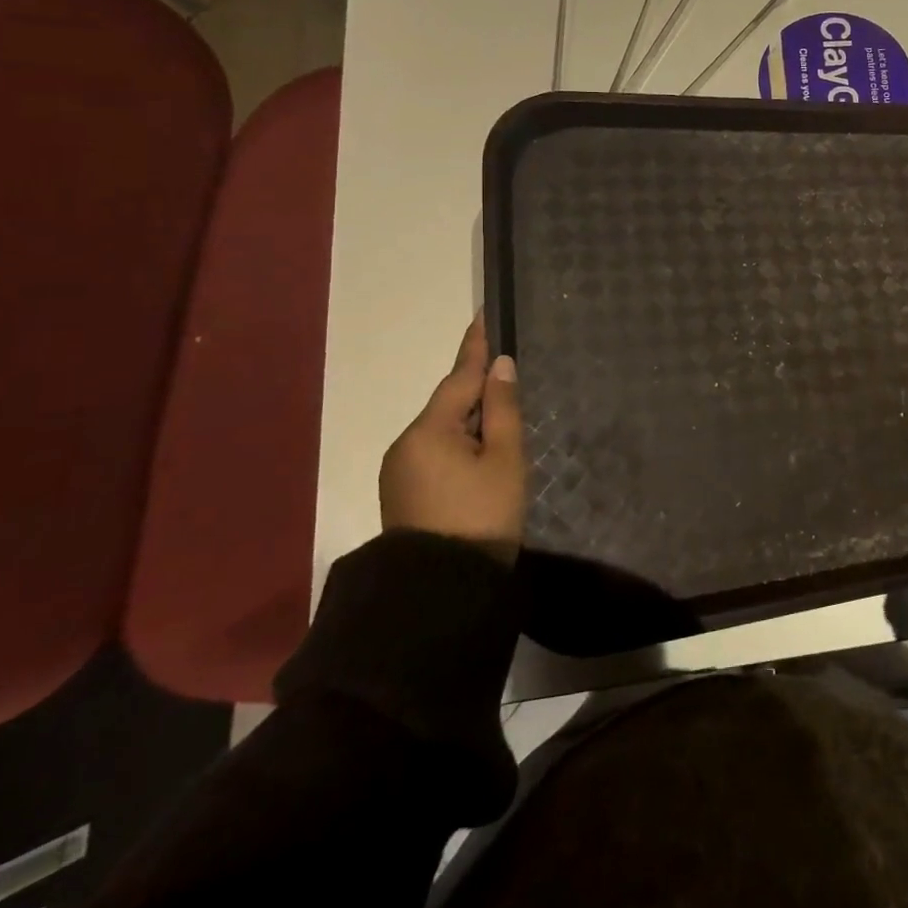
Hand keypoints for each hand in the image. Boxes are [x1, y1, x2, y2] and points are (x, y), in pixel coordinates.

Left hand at [380, 312, 527, 559]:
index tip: (481, 316)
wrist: (441, 591)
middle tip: (507, 379)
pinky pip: (434, 452)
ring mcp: (399, 471)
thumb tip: (499, 366)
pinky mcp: (402, 493)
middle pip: (448, 405)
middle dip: (476, 391)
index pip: (458, 377)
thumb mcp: (504, 459)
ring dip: (469, 422)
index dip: (475, 347)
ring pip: (441, 430)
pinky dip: (458, 444)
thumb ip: (502, 409)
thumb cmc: (482, 517)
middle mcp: (405, 444)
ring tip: (501, 423)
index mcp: (429, 431)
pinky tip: (480, 455)